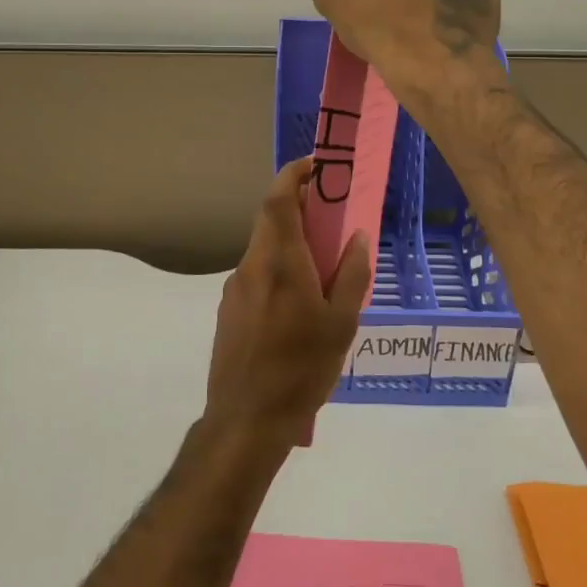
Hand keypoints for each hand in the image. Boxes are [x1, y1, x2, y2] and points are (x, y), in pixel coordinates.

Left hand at [205, 157, 373, 448]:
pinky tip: (297, 303)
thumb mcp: (341, 324)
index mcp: (280, 262)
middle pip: (270, 220)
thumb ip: (353, 275)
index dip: (293, 175)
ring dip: (289, 241)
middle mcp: (252, 266)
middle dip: (297, 207)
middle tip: (329, 214)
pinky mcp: (228, 310)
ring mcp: (235, 288)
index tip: (316, 166)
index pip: (278, 200)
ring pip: (263, 248)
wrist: (245, 420)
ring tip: (321, 265)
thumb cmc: (301, 370)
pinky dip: (277, 268)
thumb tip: (358, 236)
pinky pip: (256, 274)